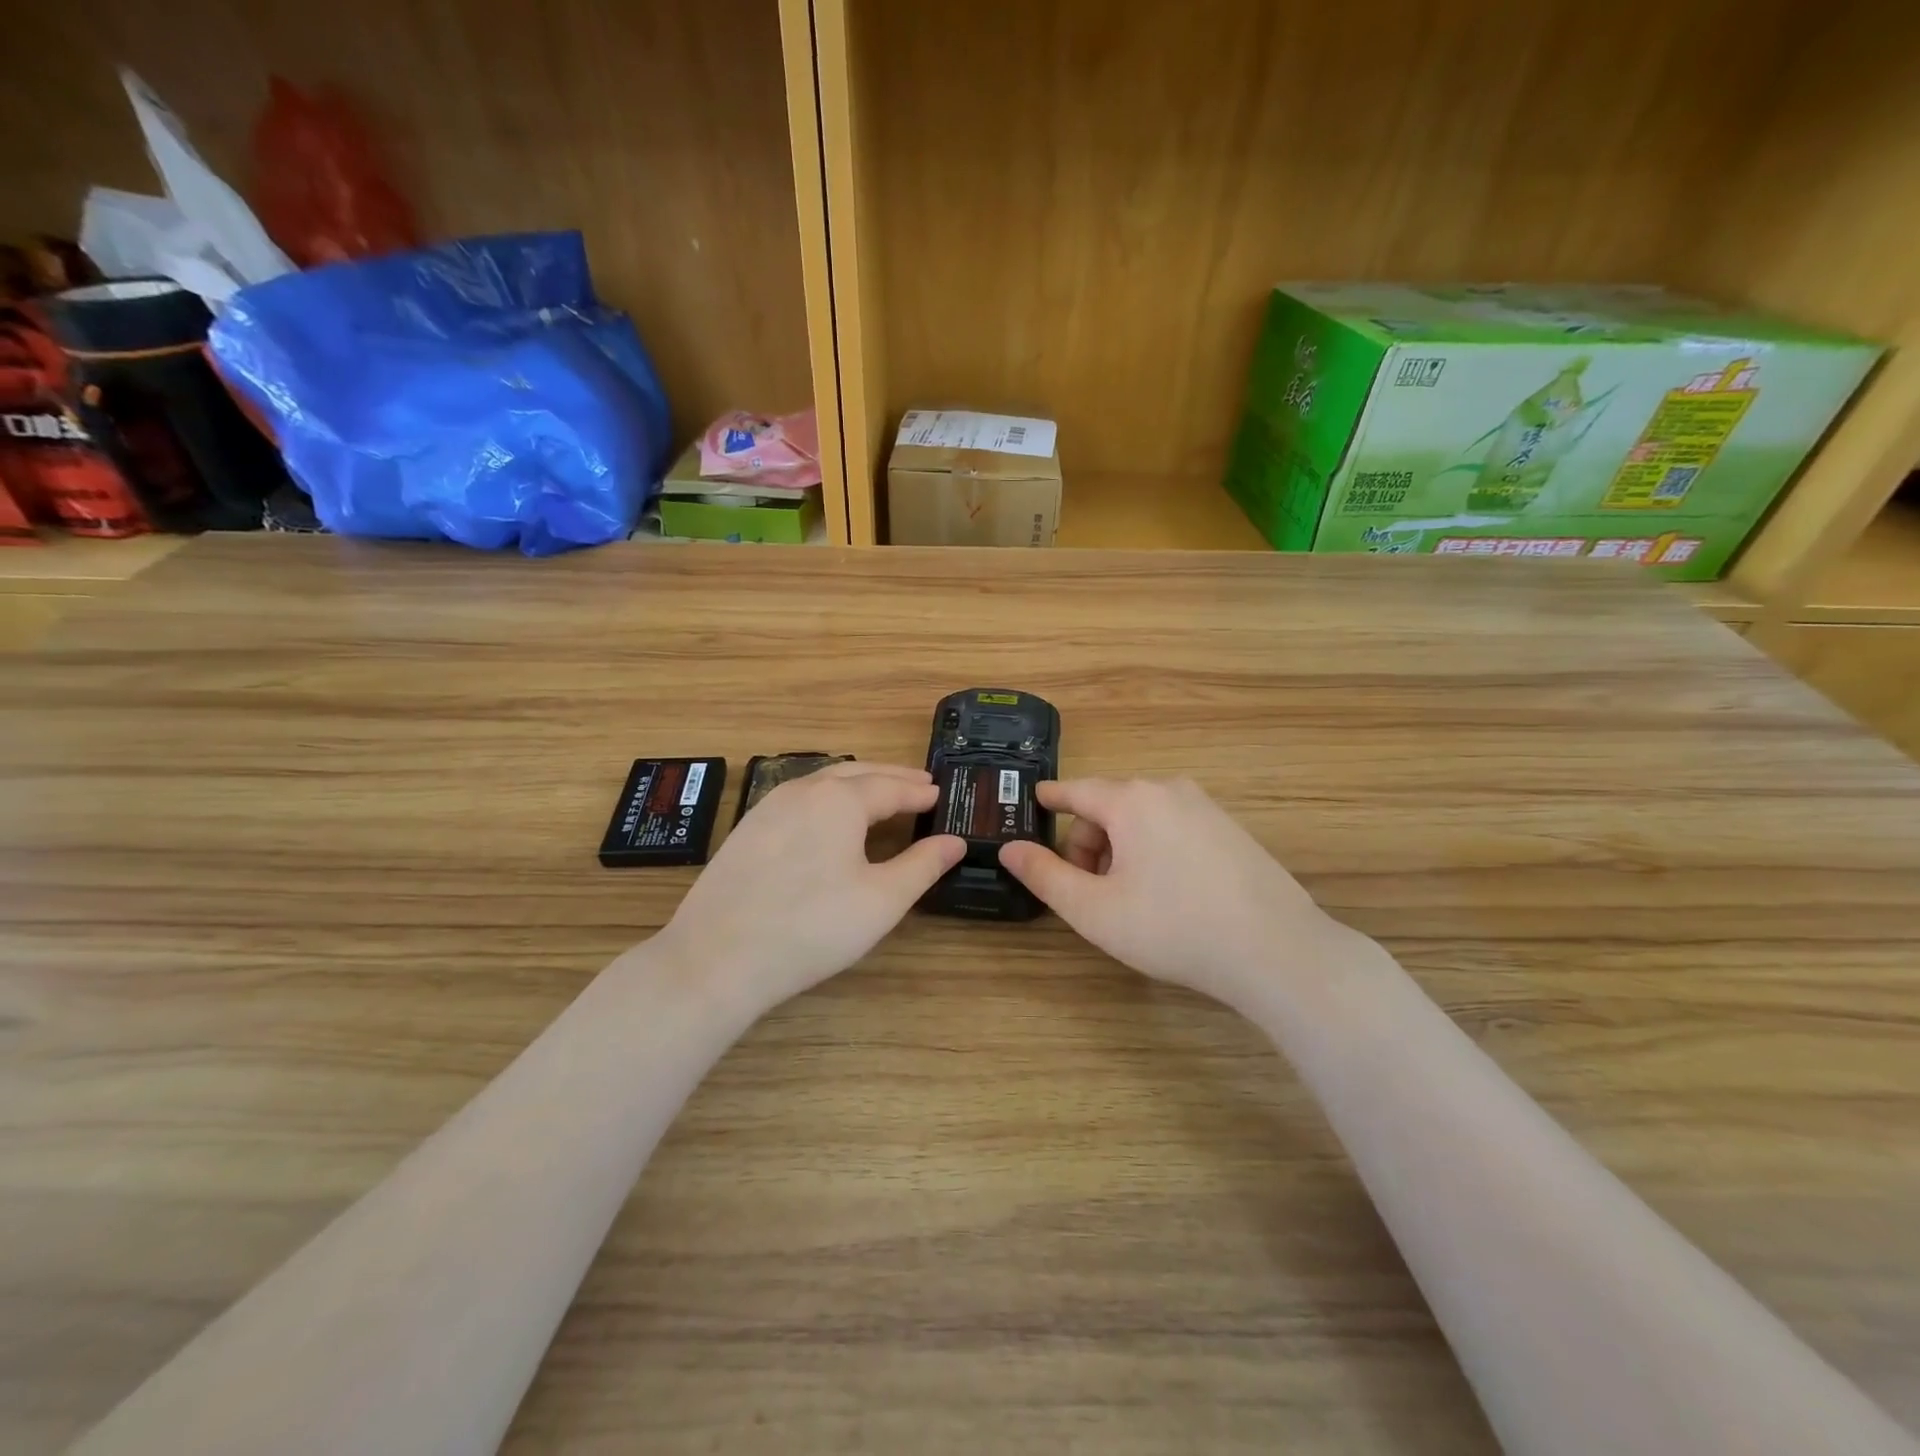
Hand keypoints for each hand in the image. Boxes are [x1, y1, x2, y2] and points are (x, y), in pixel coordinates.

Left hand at [652, 762, 963, 1015]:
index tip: (940, 794)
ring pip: (824, 782)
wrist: (716, 958)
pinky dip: (829, 798)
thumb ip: (923, 865)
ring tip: (882, 796)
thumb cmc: (811, 927)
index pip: (891, 787)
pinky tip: (831, 819)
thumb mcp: (881, 900)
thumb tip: (954, 842)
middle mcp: (802, 790)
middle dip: (892, 778)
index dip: (918, 792)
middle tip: (920, 785)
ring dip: (859, 784)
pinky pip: (799, 798)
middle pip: (857, 774)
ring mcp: (768, 806)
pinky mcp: (747, 829)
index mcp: (839, 799)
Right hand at [999, 778, 1347, 1010]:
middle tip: (1090, 893)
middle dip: (1088, 844)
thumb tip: (1010, 848)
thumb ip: (1044, 875)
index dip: (1049, 800)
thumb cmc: (1172, 927)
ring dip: (1121, 850)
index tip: (1032, 804)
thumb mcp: (1094, 909)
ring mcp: (1206, 807)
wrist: (1275, 951)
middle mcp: (1168, 790)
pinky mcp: (1231, 829)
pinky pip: (1174, 828)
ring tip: (1130, 900)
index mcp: (1131, 800)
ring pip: (1142, 819)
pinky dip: (1155, 851)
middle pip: (1108, 807)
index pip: (1075, 790)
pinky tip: (1170, 896)